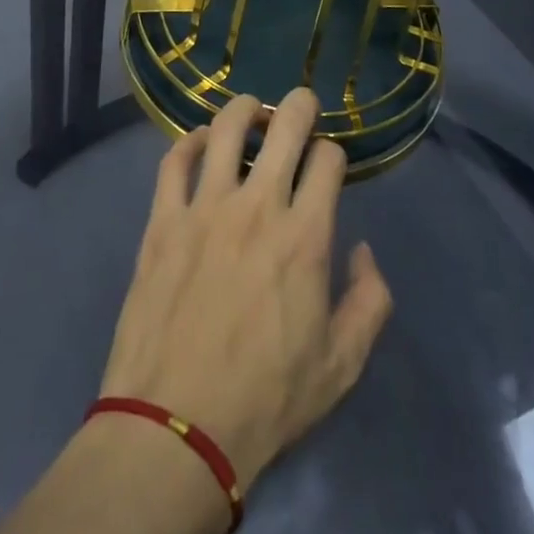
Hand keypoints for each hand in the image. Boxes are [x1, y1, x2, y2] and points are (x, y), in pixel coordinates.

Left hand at [96, 90, 393, 489]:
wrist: (175, 428)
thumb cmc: (266, 399)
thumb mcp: (342, 366)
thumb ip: (370, 301)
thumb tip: (363, 250)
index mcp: (305, 236)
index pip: (327, 159)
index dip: (334, 152)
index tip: (329, 164)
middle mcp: (257, 206)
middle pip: (284, 125)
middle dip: (300, 105)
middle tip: (301, 105)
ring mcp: (205, 207)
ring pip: (226, 128)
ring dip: (245, 109)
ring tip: (252, 112)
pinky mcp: (163, 220)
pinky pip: (175, 160)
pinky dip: (190, 140)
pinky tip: (201, 141)